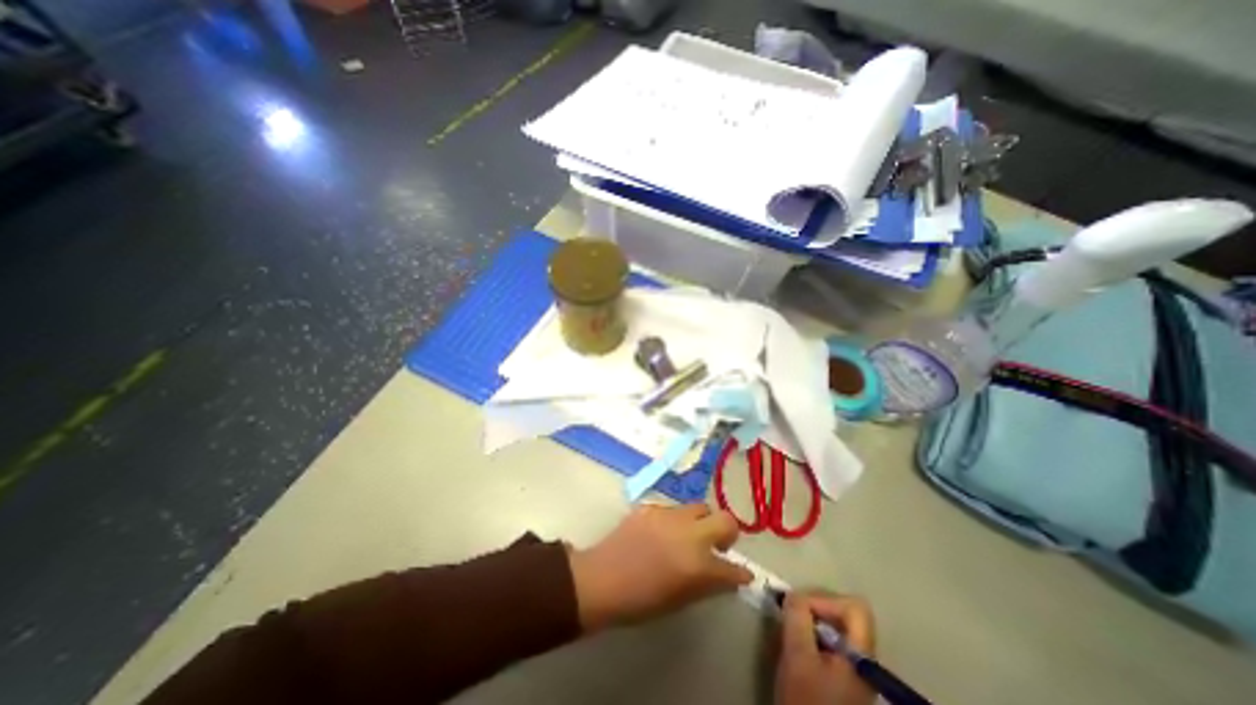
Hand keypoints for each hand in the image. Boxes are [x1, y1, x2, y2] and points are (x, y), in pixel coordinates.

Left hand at [574, 504, 753, 629]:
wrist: (602, 578)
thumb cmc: (641, 601)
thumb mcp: (681, 600)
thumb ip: (708, 584)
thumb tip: (727, 575)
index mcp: (699, 564)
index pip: (733, 568)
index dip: (740, 573)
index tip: (742, 574)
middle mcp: (690, 533)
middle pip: (725, 519)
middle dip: (727, 531)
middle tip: (717, 544)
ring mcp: (670, 515)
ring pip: (699, 508)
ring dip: (700, 522)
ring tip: (688, 535)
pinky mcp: (653, 506)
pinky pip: (674, 509)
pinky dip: (677, 520)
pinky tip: (664, 532)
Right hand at [777, 593, 875, 703]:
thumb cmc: (806, 700)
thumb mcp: (798, 656)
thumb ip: (797, 618)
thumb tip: (794, 594)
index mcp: (861, 654)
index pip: (854, 607)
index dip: (825, 600)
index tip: (799, 609)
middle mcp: (862, 658)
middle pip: (843, 613)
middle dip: (813, 609)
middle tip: (790, 617)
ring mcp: (853, 668)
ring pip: (833, 627)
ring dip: (807, 623)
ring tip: (788, 634)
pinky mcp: (840, 676)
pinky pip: (827, 642)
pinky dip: (808, 637)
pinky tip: (793, 649)